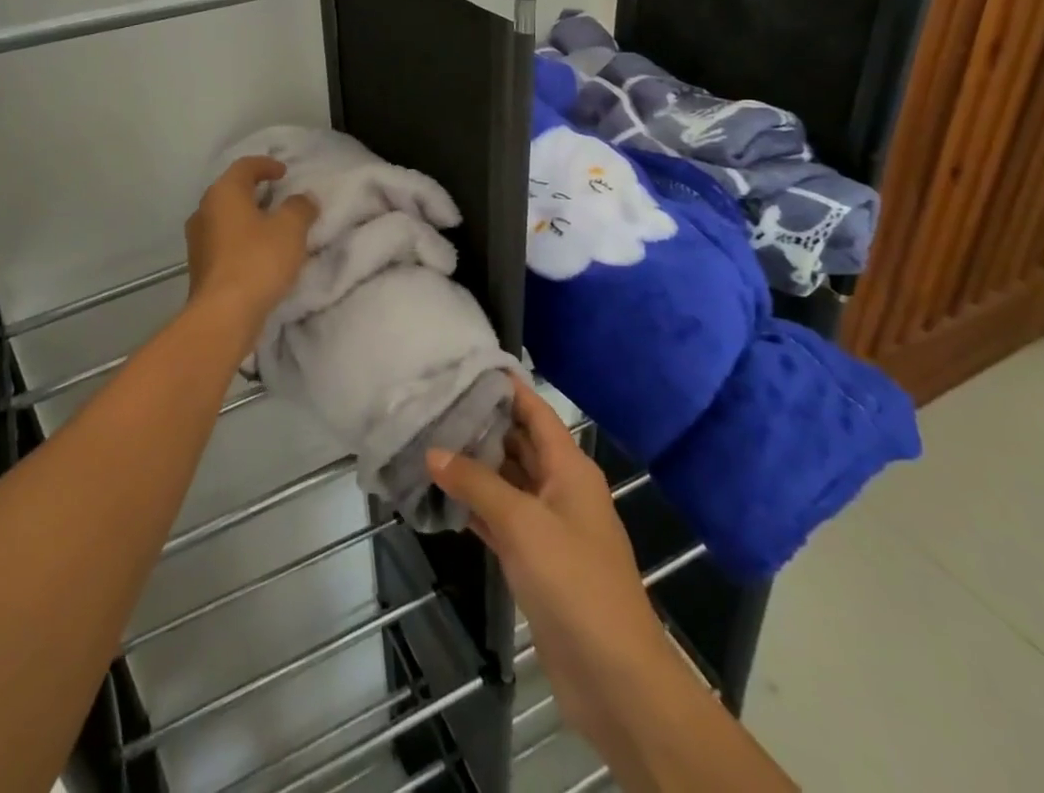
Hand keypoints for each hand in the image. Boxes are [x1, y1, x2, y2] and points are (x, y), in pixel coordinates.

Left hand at [185, 157, 316, 337]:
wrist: (223, 315)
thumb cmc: (258, 261)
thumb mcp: (290, 229)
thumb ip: (300, 208)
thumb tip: (304, 198)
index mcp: (223, 194)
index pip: (244, 167)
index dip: (266, 165)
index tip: (284, 172)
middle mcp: (204, 211)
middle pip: (231, 191)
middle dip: (255, 192)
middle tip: (279, 197)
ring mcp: (197, 241)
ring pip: (226, 218)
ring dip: (248, 218)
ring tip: (272, 227)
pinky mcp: (200, 267)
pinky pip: (224, 243)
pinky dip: (242, 240)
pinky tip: (260, 254)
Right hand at [427, 378, 677, 763]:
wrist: (615, 678)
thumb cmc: (574, 583)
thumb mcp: (523, 523)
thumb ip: (476, 483)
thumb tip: (433, 450)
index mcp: (569, 468)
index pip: (536, 411)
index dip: (506, 387)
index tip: (466, 366)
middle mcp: (561, 488)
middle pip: (519, 444)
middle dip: (481, 426)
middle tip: (433, 405)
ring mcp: (550, 527)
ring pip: (507, 483)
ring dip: (474, 468)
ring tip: (428, 443)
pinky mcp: (538, 562)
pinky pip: (502, 521)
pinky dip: (476, 508)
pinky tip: (441, 498)